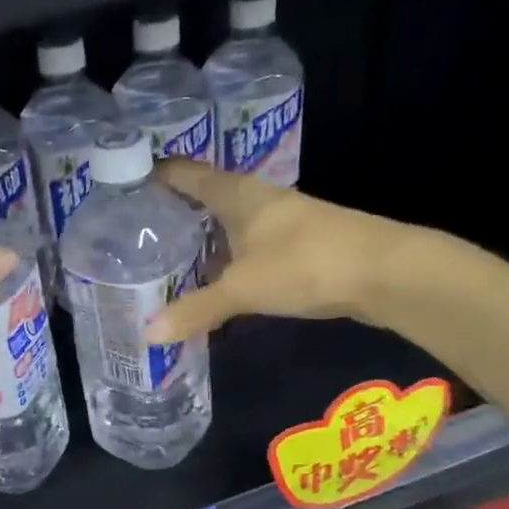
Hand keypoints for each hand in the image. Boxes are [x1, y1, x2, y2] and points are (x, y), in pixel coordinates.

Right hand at [145, 161, 419, 343]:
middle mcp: (258, 200)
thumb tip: (148, 335)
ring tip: (165, 258)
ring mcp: (281, 222)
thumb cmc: (305, 263)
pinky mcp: (297, 246)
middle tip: (134, 230)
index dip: (156, 174)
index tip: (123, 182)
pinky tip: (214, 280)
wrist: (385, 272)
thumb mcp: (242, 288)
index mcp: (237, 195)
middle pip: (206, 198)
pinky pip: (247, 247)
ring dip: (201, 238)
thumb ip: (196, 310)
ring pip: (228, 225)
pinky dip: (225, 259)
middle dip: (173, 211)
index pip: (186, 174)